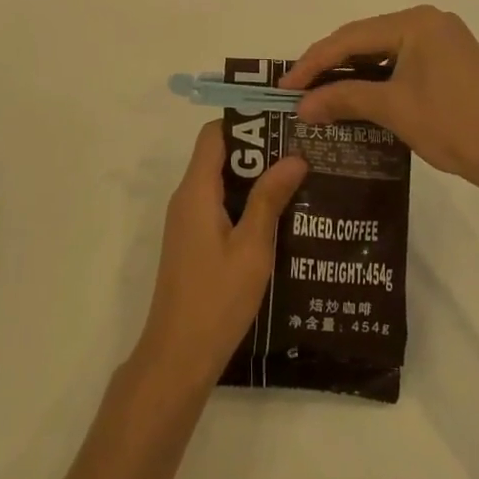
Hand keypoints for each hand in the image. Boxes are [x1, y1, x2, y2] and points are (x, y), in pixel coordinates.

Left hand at [136, 121, 307, 390]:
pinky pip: (219, 205)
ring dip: (255, 178)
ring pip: (221, 182)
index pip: (214, 134)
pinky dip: (246, 202)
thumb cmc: (217, 298)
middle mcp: (187, 198)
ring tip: (298, 179)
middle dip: (258, 150)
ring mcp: (188, 221)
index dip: (245, 123)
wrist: (178, 356)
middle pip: (219, 155)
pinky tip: (279, 217)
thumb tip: (294, 157)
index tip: (282, 123)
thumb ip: (270, 199)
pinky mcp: (193, 242)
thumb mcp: (252, 248)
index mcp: (196, 190)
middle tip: (301, 151)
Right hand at [281, 6, 478, 199]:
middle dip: (330, 65)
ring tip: (320, 93)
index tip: (285, 87)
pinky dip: (376, 78)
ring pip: (382, 51)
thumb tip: (301, 106)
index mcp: (416, 22)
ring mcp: (443, 40)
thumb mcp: (393, 109)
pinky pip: (401, 62)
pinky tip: (357, 95)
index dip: (313, 62)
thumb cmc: (455, 126)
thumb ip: (344, 98)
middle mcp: (429, 21)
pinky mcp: (451, 62)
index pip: (350, 37)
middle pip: (365, 39)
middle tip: (298, 90)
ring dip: (352, 73)